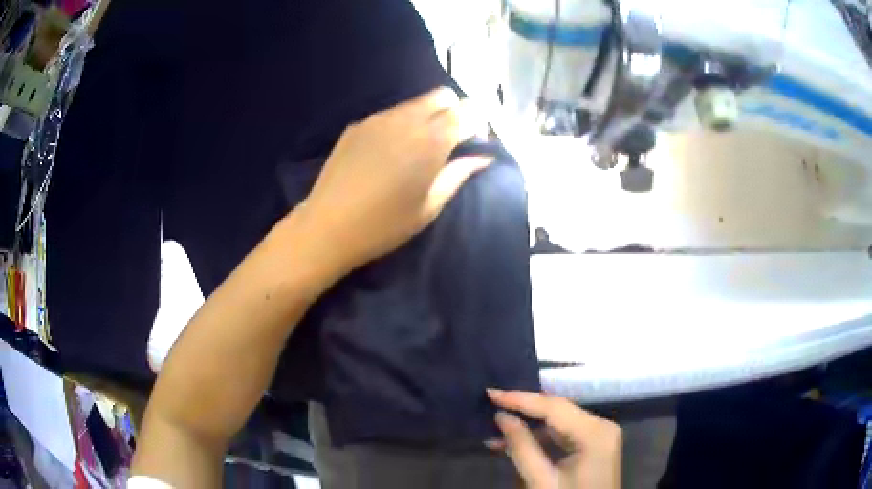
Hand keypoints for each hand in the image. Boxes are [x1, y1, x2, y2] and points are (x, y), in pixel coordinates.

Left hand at [299, 87, 489, 272]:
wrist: (327, 226)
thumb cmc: (385, 225)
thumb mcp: (430, 206)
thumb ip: (460, 174)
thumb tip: (484, 157)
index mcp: (432, 140)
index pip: (468, 111)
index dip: (475, 125)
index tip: (469, 145)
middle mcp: (407, 119)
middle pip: (443, 96)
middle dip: (453, 112)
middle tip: (446, 143)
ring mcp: (378, 118)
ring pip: (415, 103)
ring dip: (425, 117)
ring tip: (413, 150)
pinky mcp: (358, 124)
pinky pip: (390, 114)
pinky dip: (399, 125)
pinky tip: (386, 154)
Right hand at [487, 389, 621, 488]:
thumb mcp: (542, 481)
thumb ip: (522, 447)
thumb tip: (502, 417)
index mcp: (595, 433)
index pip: (554, 407)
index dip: (520, 399)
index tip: (491, 393)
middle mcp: (602, 426)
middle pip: (559, 411)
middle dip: (524, 409)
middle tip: (492, 404)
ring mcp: (600, 436)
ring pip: (560, 421)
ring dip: (529, 425)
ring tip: (497, 427)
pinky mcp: (595, 445)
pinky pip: (565, 434)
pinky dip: (541, 437)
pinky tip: (517, 441)